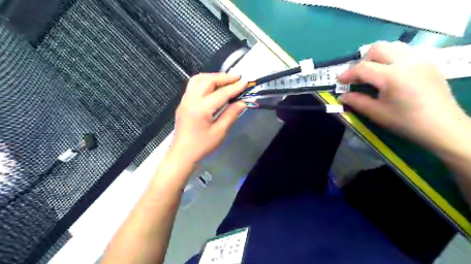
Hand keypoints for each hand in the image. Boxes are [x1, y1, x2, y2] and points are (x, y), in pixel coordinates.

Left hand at [172, 72, 247, 162]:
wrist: (182, 153)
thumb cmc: (202, 145)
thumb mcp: (219, 132)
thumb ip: (231, 115)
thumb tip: (242, 103)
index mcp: (201, 108)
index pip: (221, 93)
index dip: (235, 87)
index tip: (245, 81)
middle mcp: (191, 99)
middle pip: (208, 80)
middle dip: (224, 77)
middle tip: (237, 77)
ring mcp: (185, 100)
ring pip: (198, 79)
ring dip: (213, 76)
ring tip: (225, 79)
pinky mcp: (183, 102)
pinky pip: (193, 85)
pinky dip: (204, 81)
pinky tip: (212, 86)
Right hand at [339, 40, 466, 149]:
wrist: (442, 126)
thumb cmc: (406, 122)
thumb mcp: (377, 113)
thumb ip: (357, 101)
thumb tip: (342, 96)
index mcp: (392, 77)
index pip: (363, 67)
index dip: (348, 74)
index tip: (340, 81)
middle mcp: (407, 61)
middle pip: (377, 48)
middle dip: (363, 60)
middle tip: (359, 76)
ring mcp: (420, 59)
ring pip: (392, 46)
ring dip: (378, 56)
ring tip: (374, 72)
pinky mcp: (428, 62)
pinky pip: (405, 51)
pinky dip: (392, 58)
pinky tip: (391, 73)